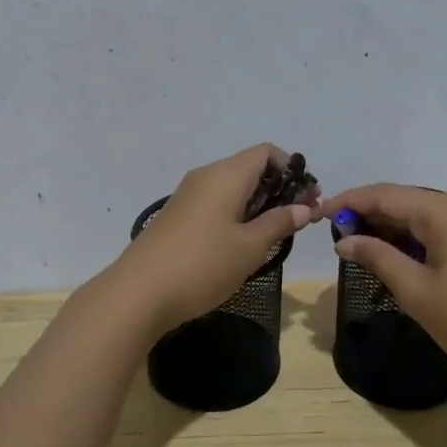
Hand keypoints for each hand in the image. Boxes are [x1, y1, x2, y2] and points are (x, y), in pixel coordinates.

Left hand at [106, 145, 317, 335]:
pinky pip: (216, 204)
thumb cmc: (202, 265)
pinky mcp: (177, 217)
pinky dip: (236, 215)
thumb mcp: (249, 247)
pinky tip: (242, 244)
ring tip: (275, 235)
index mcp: (225, 175)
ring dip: (258, 205)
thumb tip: (303, 208)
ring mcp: (188, 197)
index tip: (308, 199)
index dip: (292, 171)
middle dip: (279, 189)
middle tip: (299, 220)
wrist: (138, 293)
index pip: (266, 153)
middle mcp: (205, 177)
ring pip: (232, 188)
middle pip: (250, 168)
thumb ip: (278, 224)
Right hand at [316, 184, 446, 397]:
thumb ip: (377, 257)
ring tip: (361, 245)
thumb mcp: (415, 291)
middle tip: (337, 235)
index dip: (350, 202)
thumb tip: (345, 241)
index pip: (387, 195)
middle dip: (371, 215)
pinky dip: (419, 237)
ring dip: (395, 227)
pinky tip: (399, 253)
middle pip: (409, 200)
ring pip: (428, 214)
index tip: (319, 213)